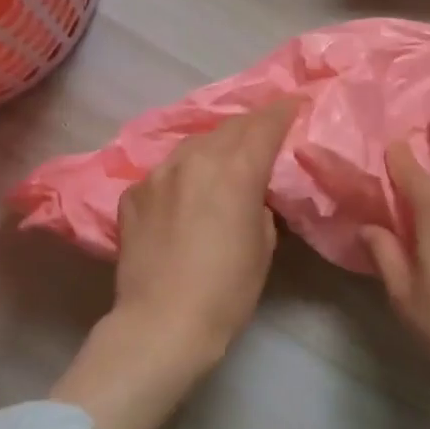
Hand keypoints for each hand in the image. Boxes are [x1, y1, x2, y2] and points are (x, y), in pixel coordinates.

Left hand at [53, 98, 300, 428]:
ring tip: (227, 156)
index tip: (296, 104)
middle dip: (252, 124)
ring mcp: (158, 174)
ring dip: (217, 144)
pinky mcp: (133, 193)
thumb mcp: (264, 244)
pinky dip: (185, 172)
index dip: (283, 111)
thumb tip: (252, 192)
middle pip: (229, 127)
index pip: (264, 125)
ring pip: (194, 143)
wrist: (160, 324)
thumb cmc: (227, 290)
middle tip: (267, 129)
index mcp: (235, 169)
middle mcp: (194, 159)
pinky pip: (167, 170)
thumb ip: (261, 203)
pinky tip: (188, 191)